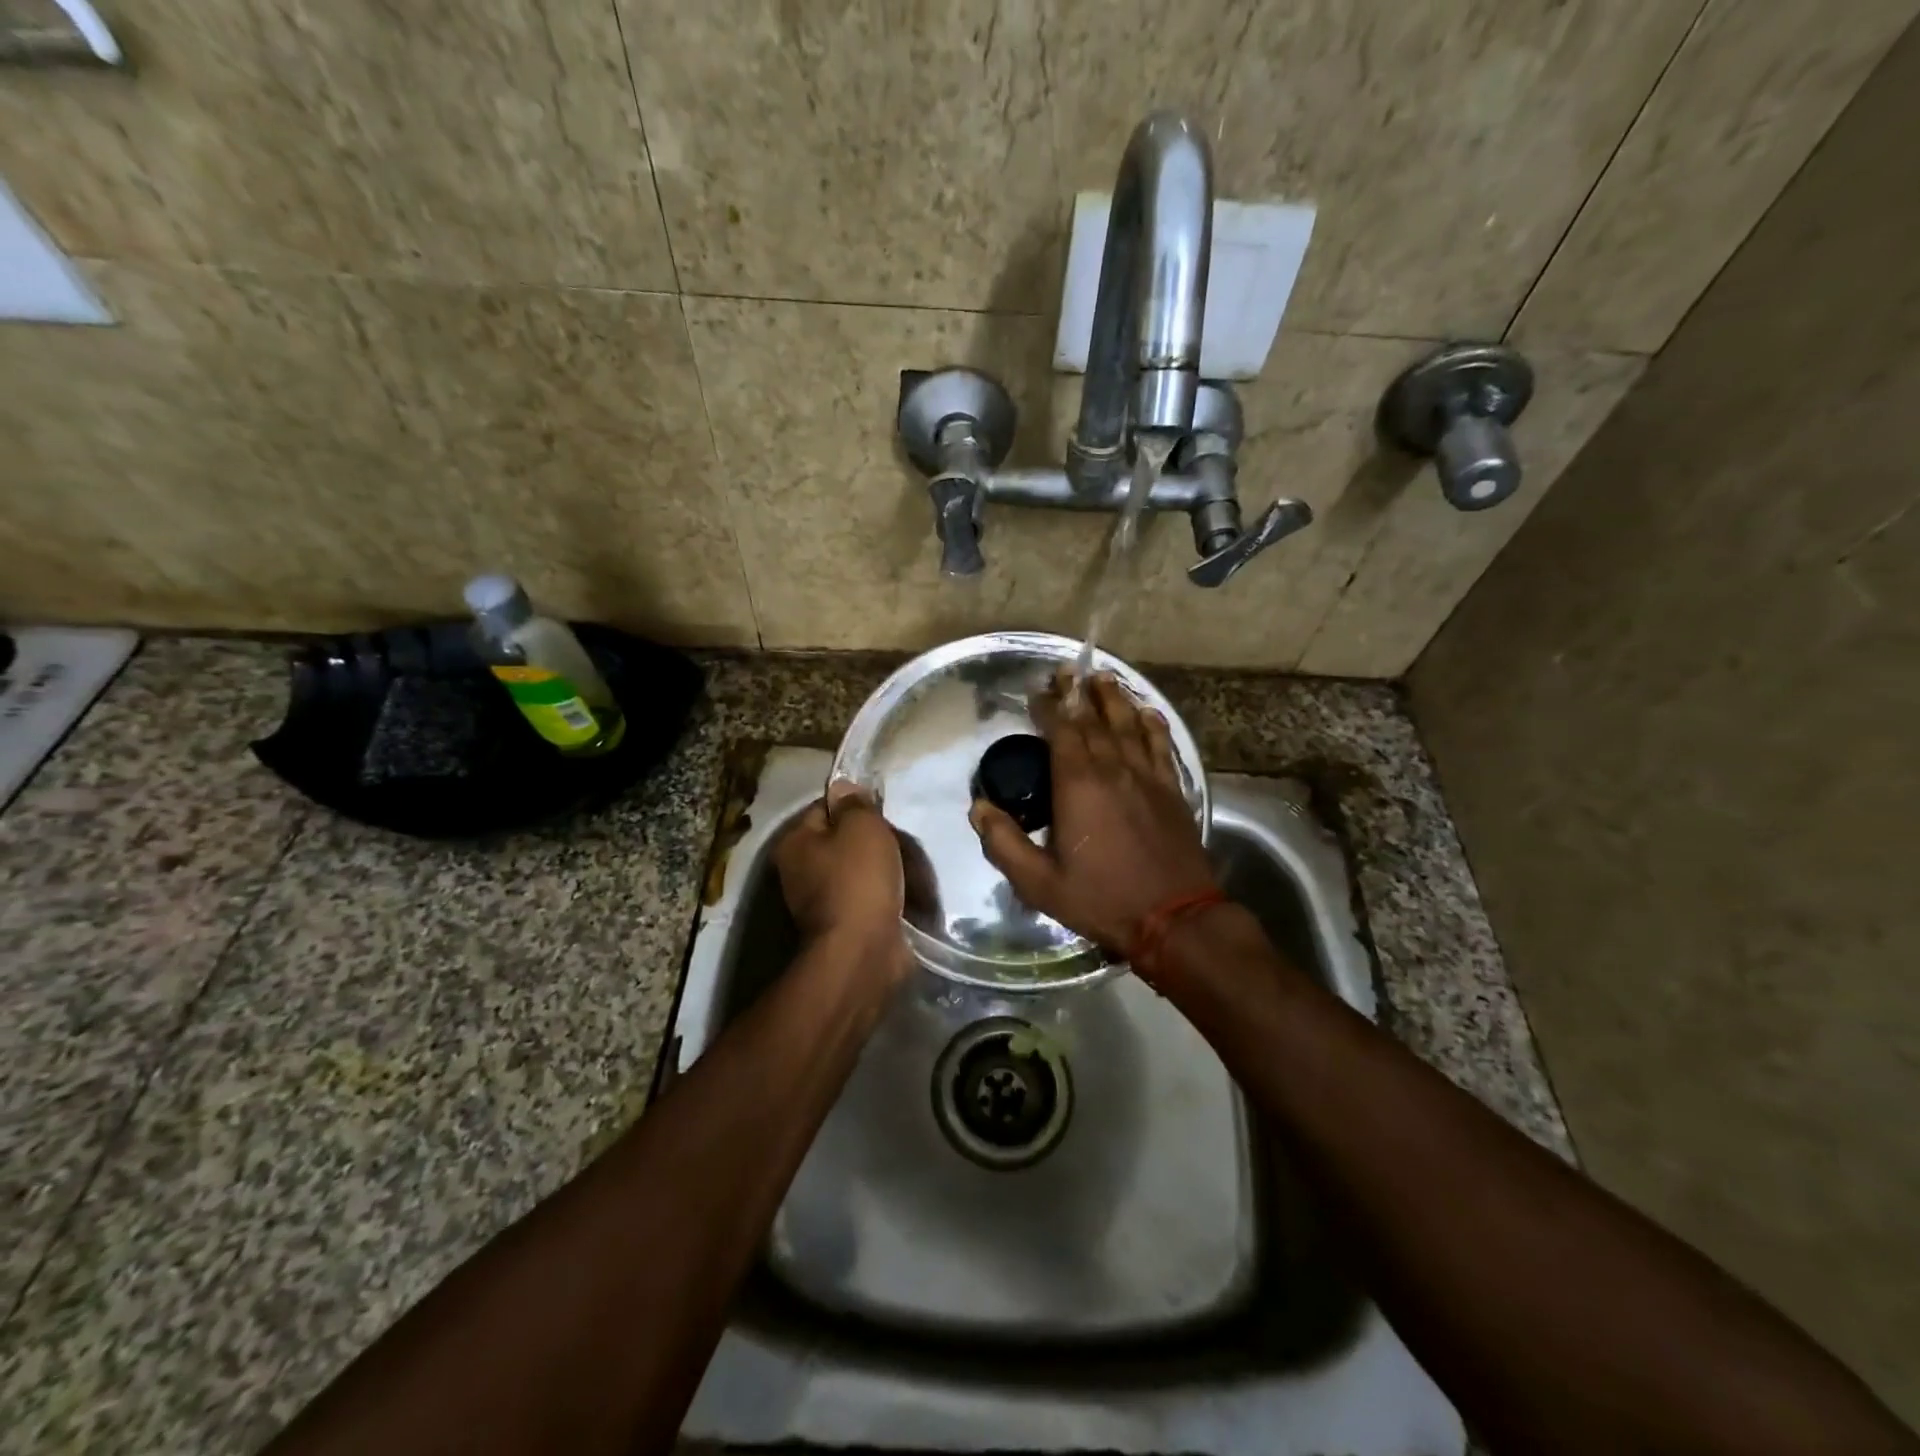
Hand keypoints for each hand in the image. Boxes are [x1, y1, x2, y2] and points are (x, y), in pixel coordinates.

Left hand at [774, 780, 910, 979]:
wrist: (864, 951)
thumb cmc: (859, 880)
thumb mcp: (861, 827)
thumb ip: (854, 803)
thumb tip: (843, 787)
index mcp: (795, 843)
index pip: (823, 808)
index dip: (854, 806)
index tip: (881, 812)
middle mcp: (800, 871)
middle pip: (843, 841)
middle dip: (873, 841)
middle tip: (901, 841)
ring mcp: (821, 902)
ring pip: (860, 870)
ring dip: (884, 869)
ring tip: (912, 868)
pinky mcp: (845, 925)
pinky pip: (870, 898)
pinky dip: (887, 896)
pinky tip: (909, 893)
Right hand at [970, 671, 1216, 958]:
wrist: (1174, 918)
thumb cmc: (1101, 899)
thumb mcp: (1039, 883)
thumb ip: (1004, 844)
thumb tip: (978, 808)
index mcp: (1078, 785)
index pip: (1061, 731)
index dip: (1048, 707)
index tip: (1036, 691)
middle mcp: (1113, 769)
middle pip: (1094, 719)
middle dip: (1077, 693)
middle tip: (1066, 671)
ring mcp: (1147, 777)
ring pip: (1129, 725)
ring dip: (1114, 699)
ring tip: (1103, 677)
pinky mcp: (1172, 790)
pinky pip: (1161, 746)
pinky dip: (1153, 724)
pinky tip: (1148, 712)